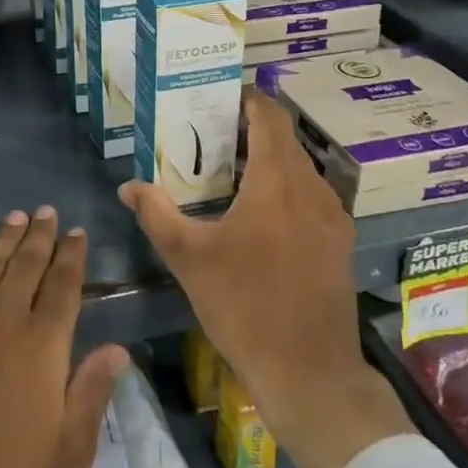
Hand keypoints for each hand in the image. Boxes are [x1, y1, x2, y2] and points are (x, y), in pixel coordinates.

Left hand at [0, 208, 128, 467]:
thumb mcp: (68, 452)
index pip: (63, 283)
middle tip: (47, 211)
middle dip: (41, 234)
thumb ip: (92, 392)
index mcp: (44, 343)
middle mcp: (4, 315)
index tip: (77, 232)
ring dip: (5, 235)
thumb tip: (118, 349)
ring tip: (16, 216)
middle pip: (27, 262)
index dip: (72, 254)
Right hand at [120, 90, 412, 467]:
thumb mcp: (189, 258)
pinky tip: (259, 213)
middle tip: (210, 133)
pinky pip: (310, 196)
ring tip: (229, 170)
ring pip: (300, 169)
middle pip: (285, 140)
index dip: (248, 99)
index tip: (220, 94)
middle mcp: (312, 190)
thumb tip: (128, 186)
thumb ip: (157, 214)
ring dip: (269, 160)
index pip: (270, 117)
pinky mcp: (339, 244)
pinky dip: (285, 187)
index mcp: (278, 183)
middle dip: (251, 129)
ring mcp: (333, 218)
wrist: (310, 373)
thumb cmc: (245, 306)